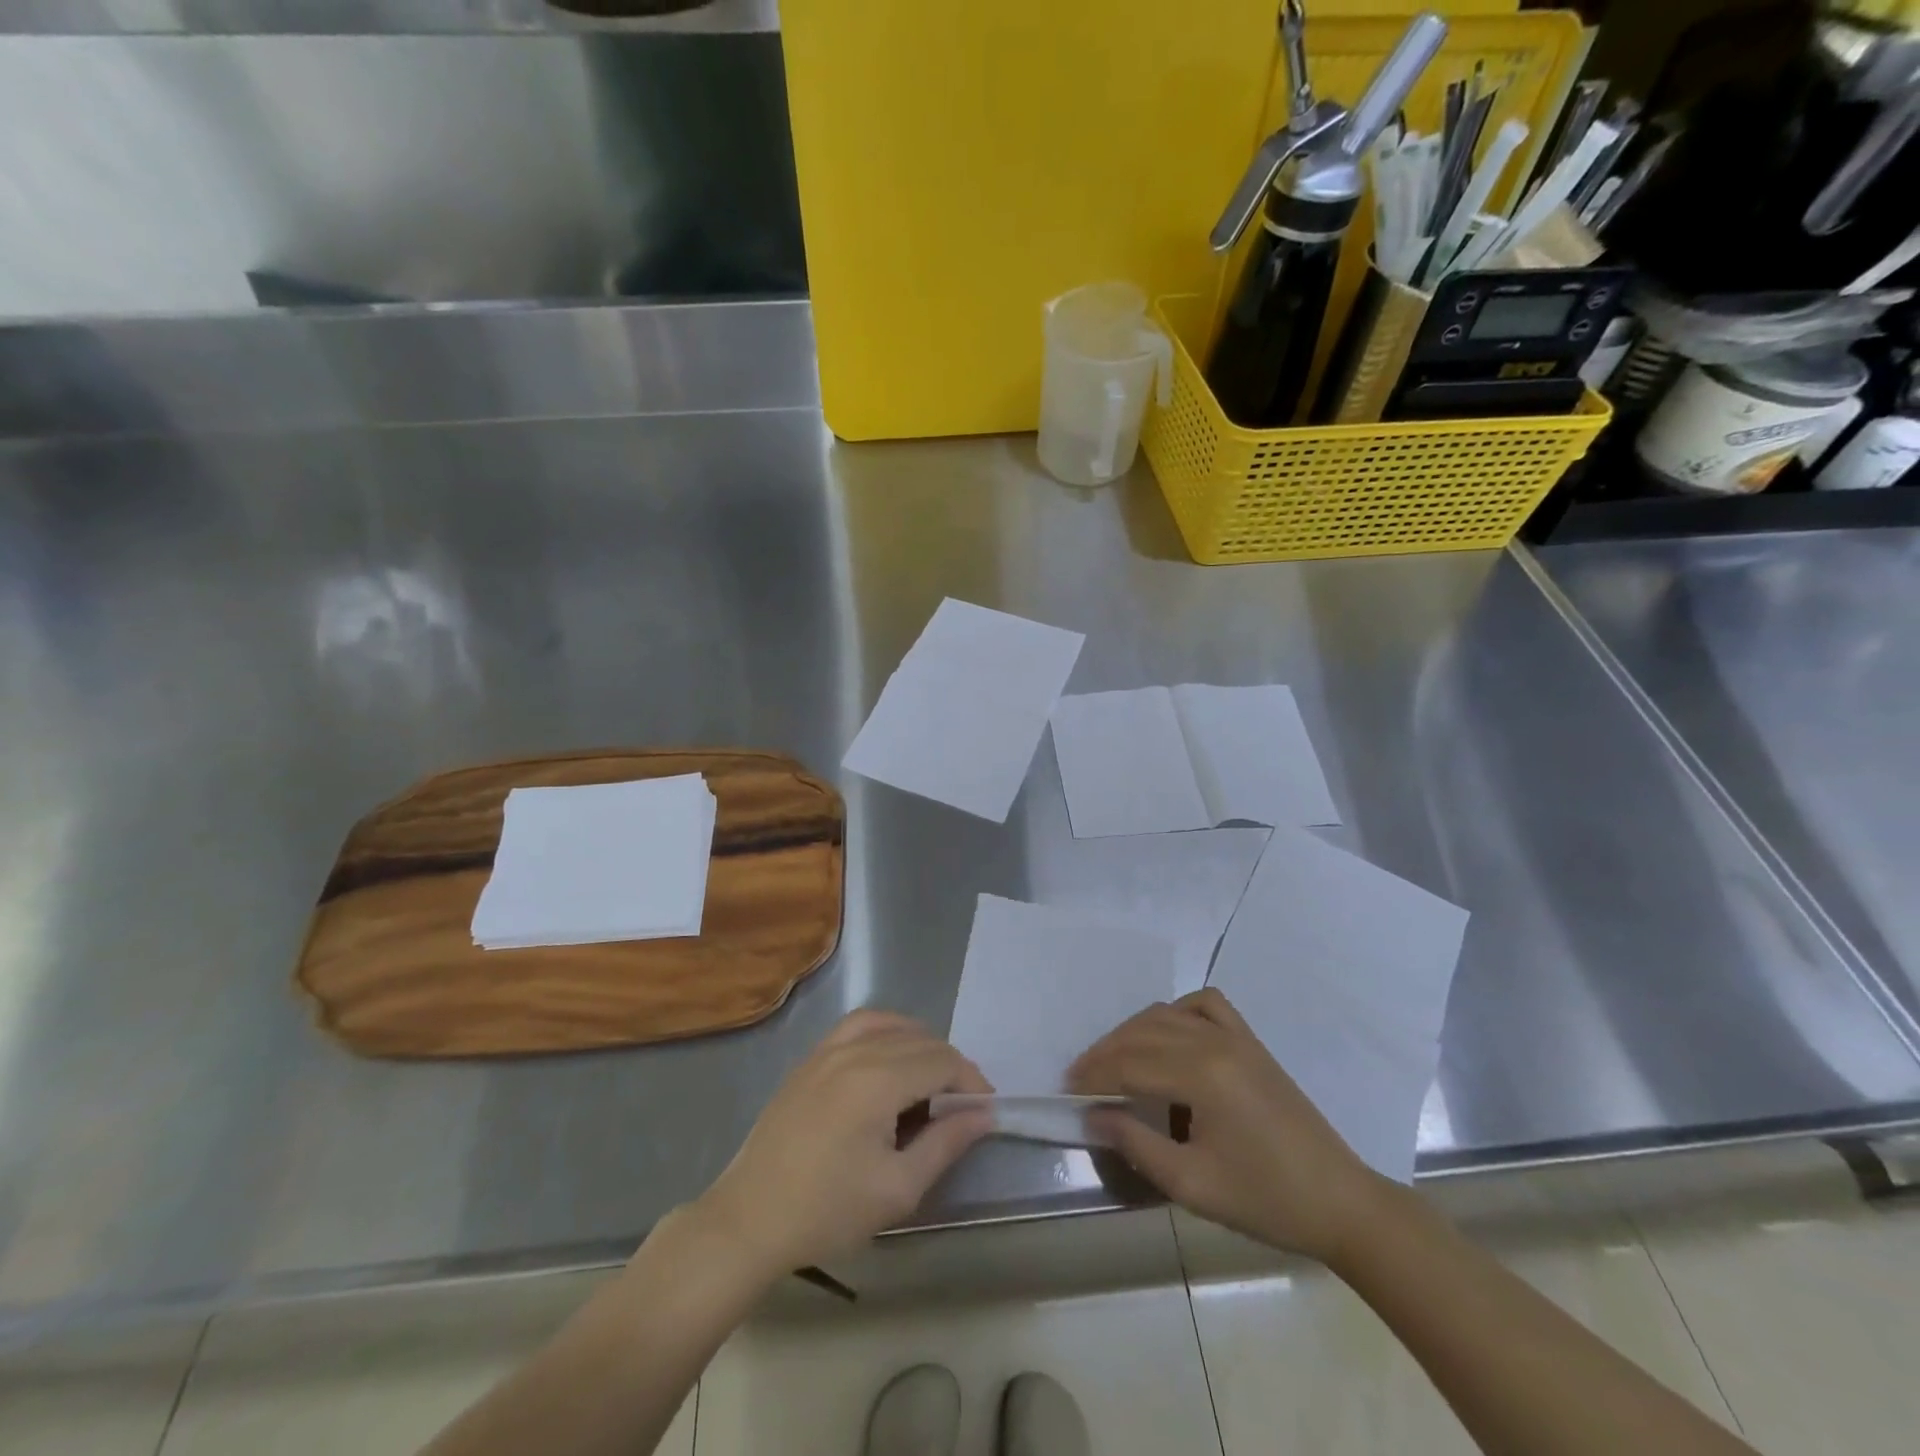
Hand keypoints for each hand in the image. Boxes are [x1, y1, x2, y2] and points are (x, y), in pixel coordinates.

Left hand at [692, 1010, 993, 1277]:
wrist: (751, 1218)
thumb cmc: (828, 1210)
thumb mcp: (898, 1188)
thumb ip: (945, 1143)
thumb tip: (983, 1114)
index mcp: (878, 1080)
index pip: (942, 1061)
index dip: (971, 1081)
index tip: (984, 1111)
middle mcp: (855, 1051)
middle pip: (920, 1040)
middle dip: (950, 1066)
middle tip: (961, 1106)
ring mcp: (827, 1050)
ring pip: (890, 1025)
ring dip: (919, 1044)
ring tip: (930, 1079)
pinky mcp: (810, 1059)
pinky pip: (857, 1026)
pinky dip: (884, 1032)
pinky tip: (888, 1060)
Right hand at [1070, 988, 1388, 1263]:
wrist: (1340, 1203)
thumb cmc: (1266, 1200)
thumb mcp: (1193, 1185)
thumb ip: (1136, 1144)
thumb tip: (1093, 1115)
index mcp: (1202, 1075)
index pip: (1130, 1063)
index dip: (1095, 1075)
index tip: (1068, 1091)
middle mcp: (1215, 1042)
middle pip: (1143, 1033)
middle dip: (1105, 1053)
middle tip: (1080, 1078)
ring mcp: (1236, 1036)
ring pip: (1167, 1013)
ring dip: (1133, 1032)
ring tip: (1112, 1060)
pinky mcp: (1251, 1041)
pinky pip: (1206, 1004)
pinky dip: (1177, 1010)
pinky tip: (1167, 1032)